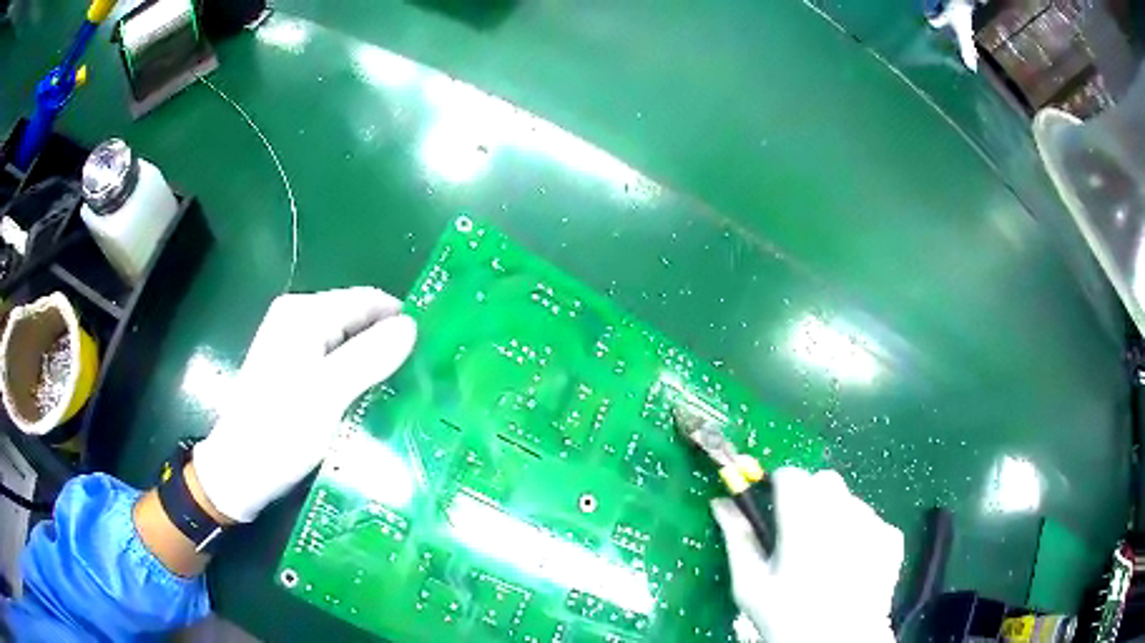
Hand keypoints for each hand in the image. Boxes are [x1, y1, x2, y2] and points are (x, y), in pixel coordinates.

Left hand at [192, 288, 416, 521]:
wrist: (239, 472)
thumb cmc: (280, 431)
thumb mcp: (329, 394)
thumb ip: (370, 356)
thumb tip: (412, 326)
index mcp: (304, 314)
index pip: (367, 300)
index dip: (400, 321)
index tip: (434, 351)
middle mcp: (296, 319)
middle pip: (356, 320)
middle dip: (388, 344)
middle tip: (423, 378)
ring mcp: (292, 344)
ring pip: (347, 343)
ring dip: (374, 363)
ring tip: (405, 391)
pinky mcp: (291, 369)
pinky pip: (334, 361)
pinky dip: (356, 376)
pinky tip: (372, 399)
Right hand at [711, 467, 903, 642]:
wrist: (838, 642)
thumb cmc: (786, 617)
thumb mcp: (750, 585)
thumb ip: (737, 538)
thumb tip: (720, 502)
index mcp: (803, 521)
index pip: (791, 475)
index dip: (779, 485)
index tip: (773, 506)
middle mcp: (841, 513)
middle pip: (823, 480)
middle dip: (809, 496)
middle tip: (799, 531)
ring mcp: (872, 523)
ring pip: (848, 499)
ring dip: (835, 514)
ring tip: (827, 553)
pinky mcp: (891, 536)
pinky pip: (871, 520)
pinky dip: (859, 532)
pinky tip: (851, 563)